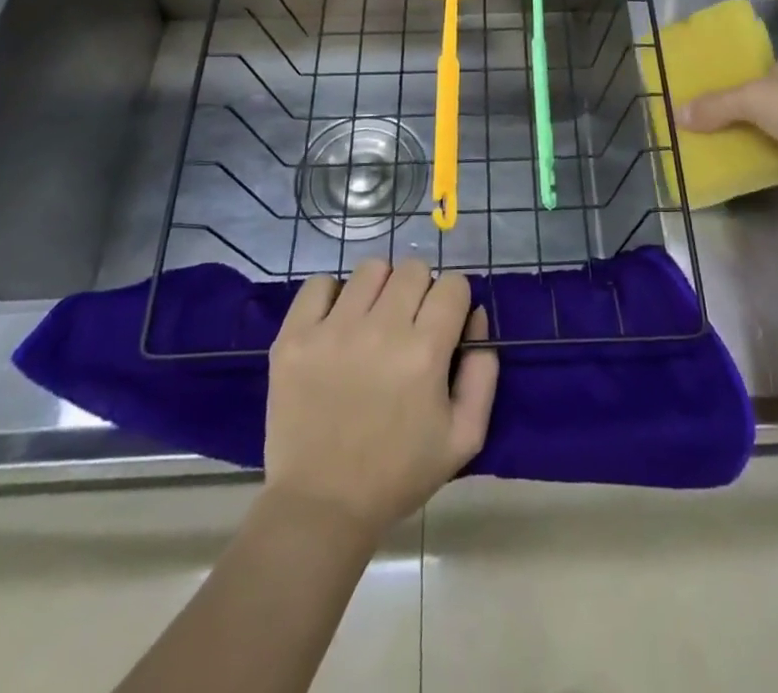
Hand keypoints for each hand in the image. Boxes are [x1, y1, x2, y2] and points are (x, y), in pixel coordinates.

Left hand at [265, 259, 497, 536]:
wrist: (321, 507)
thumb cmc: (399, 473)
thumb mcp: (464, 436)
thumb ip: (483, 371)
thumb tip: (475, 314)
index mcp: (425, 352)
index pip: (453, 285)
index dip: (454, 302)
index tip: (444, 325)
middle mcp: (381, 330)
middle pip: (413, 269)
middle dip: (420, 291)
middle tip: (408, 325)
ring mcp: (332, 330)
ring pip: (370, 269)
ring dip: (379, 289)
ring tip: (371, 322)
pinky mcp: (294, 337)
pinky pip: (319, 284)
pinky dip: (331, 296)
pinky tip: (336, 325)